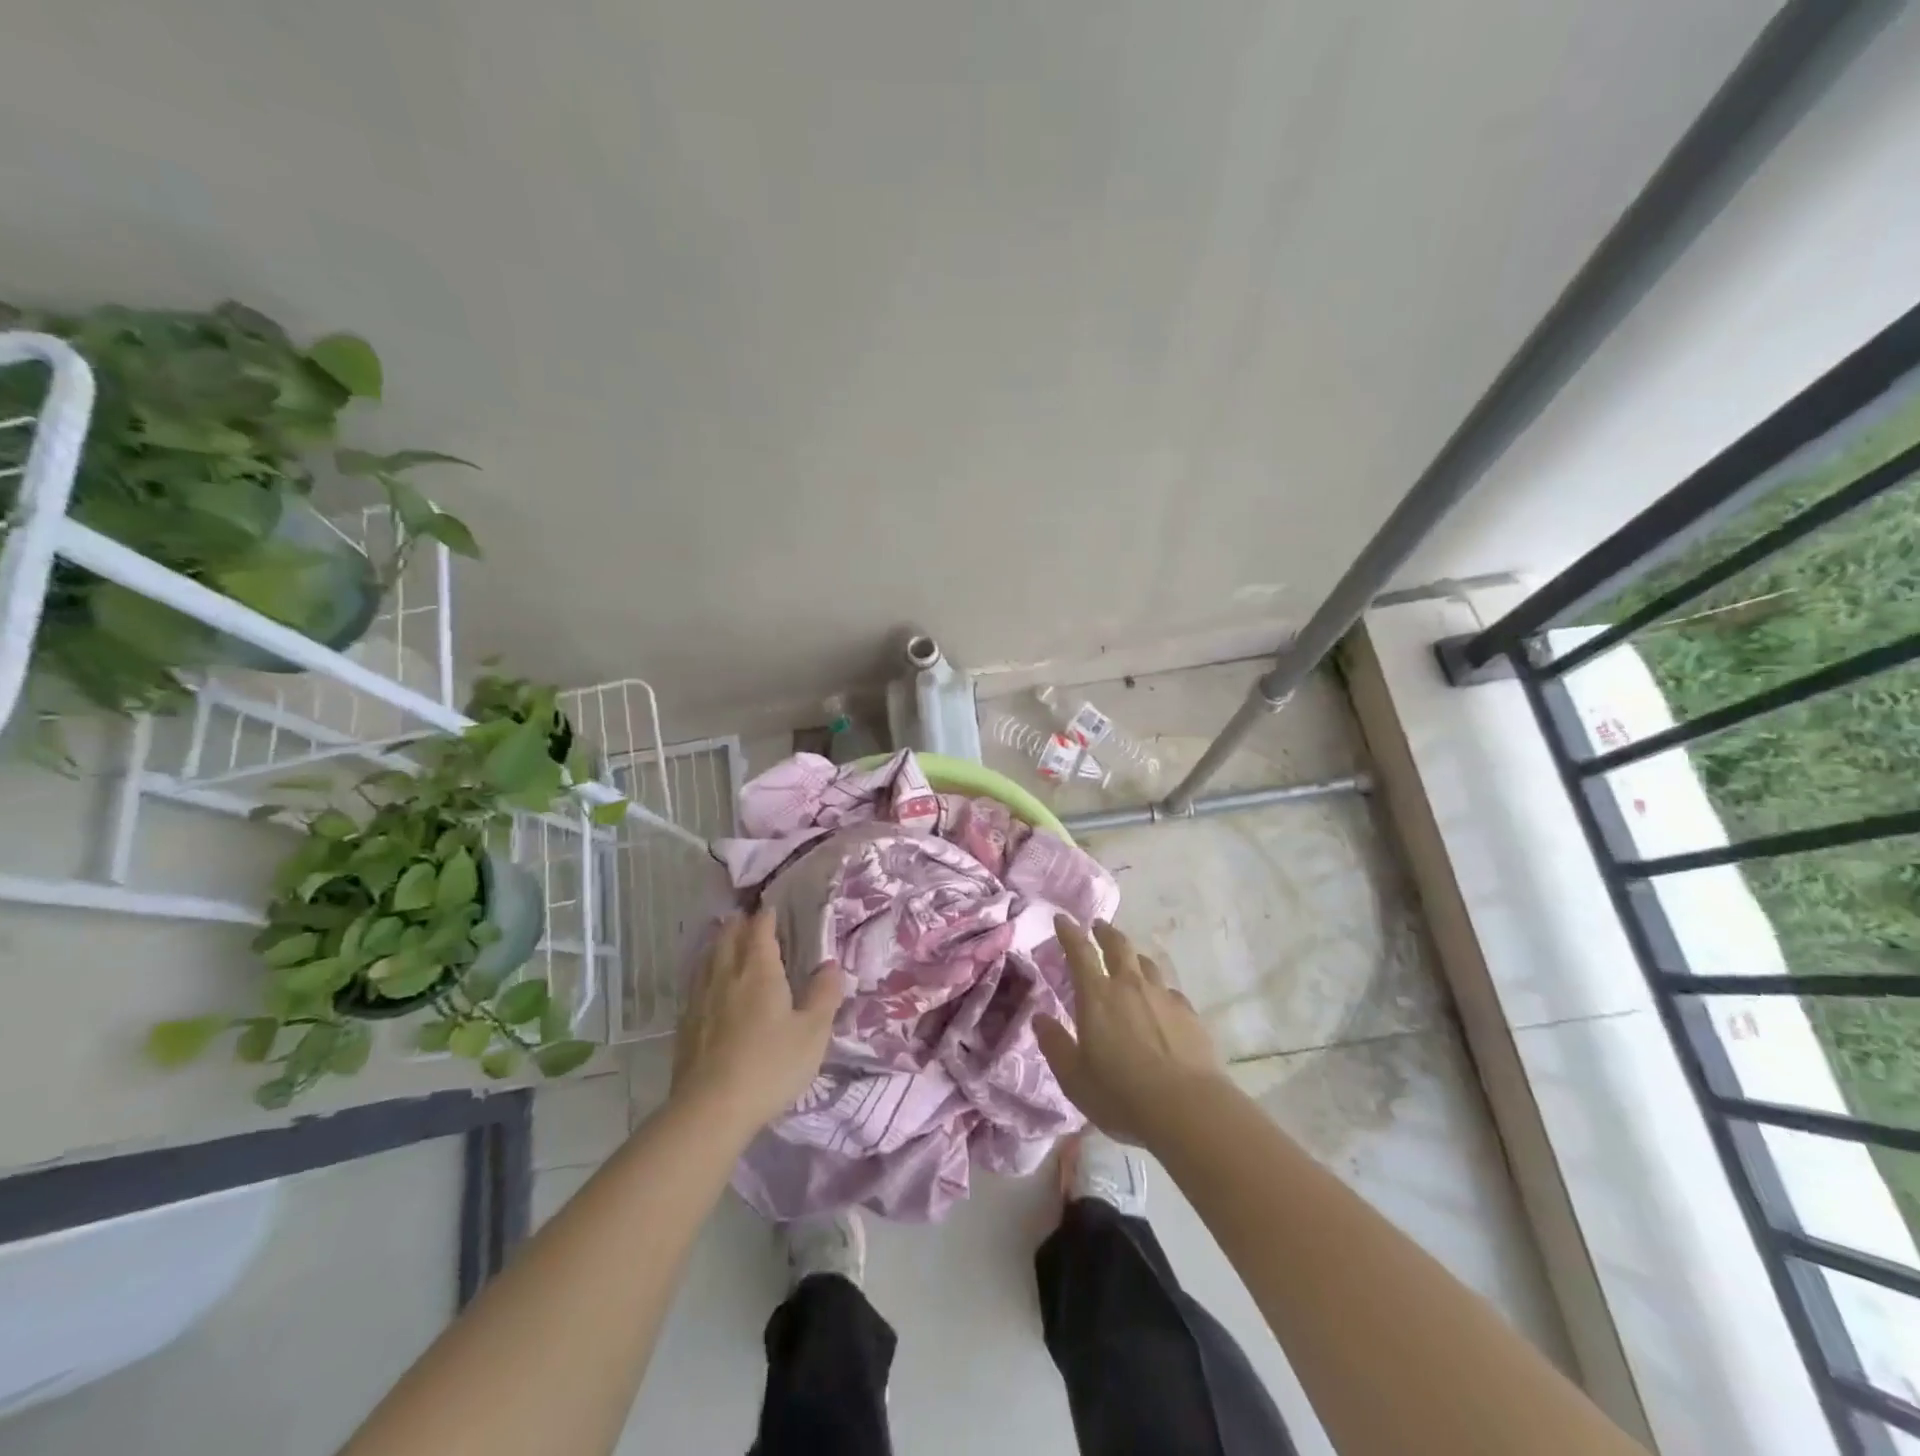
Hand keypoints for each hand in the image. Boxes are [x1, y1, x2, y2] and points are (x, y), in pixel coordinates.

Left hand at [671, 908, 845, 1137]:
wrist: (711, 1110)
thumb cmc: (770, 1065)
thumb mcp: (813, 1032)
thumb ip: (824, 995)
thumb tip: (830, 964)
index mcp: (759, 972)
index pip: (760, 931)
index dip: (766, 917)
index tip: (771, 908)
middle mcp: (726, 976)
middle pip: (728, 939)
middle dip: (738, 925)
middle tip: (746, 918)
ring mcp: (701, 1001)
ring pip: (707, 960)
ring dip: (718, 944)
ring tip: (724, 940)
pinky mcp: (685, 1026)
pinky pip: (695, 985)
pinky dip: (704, 973)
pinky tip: (706, 985)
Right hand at [1036, 916, 1225, 1147]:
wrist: (1188, 1109)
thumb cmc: (1121, 1095)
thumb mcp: (1074, 1077)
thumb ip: (1055, 1044)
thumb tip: (1039, 1018)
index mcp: (1097, 996)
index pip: (1079, 952)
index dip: (1069, 932)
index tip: (1062, 918)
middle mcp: (1130, 986)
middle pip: (1118, 946)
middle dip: (1105, 932)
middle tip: (1098, 926)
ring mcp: (1163, 997)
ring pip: (1147, 964)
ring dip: (1134, 957)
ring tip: (1130, 960)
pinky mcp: (1189, 1014)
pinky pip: (1169, 991)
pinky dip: (1159, 989)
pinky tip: (1160, 1002)